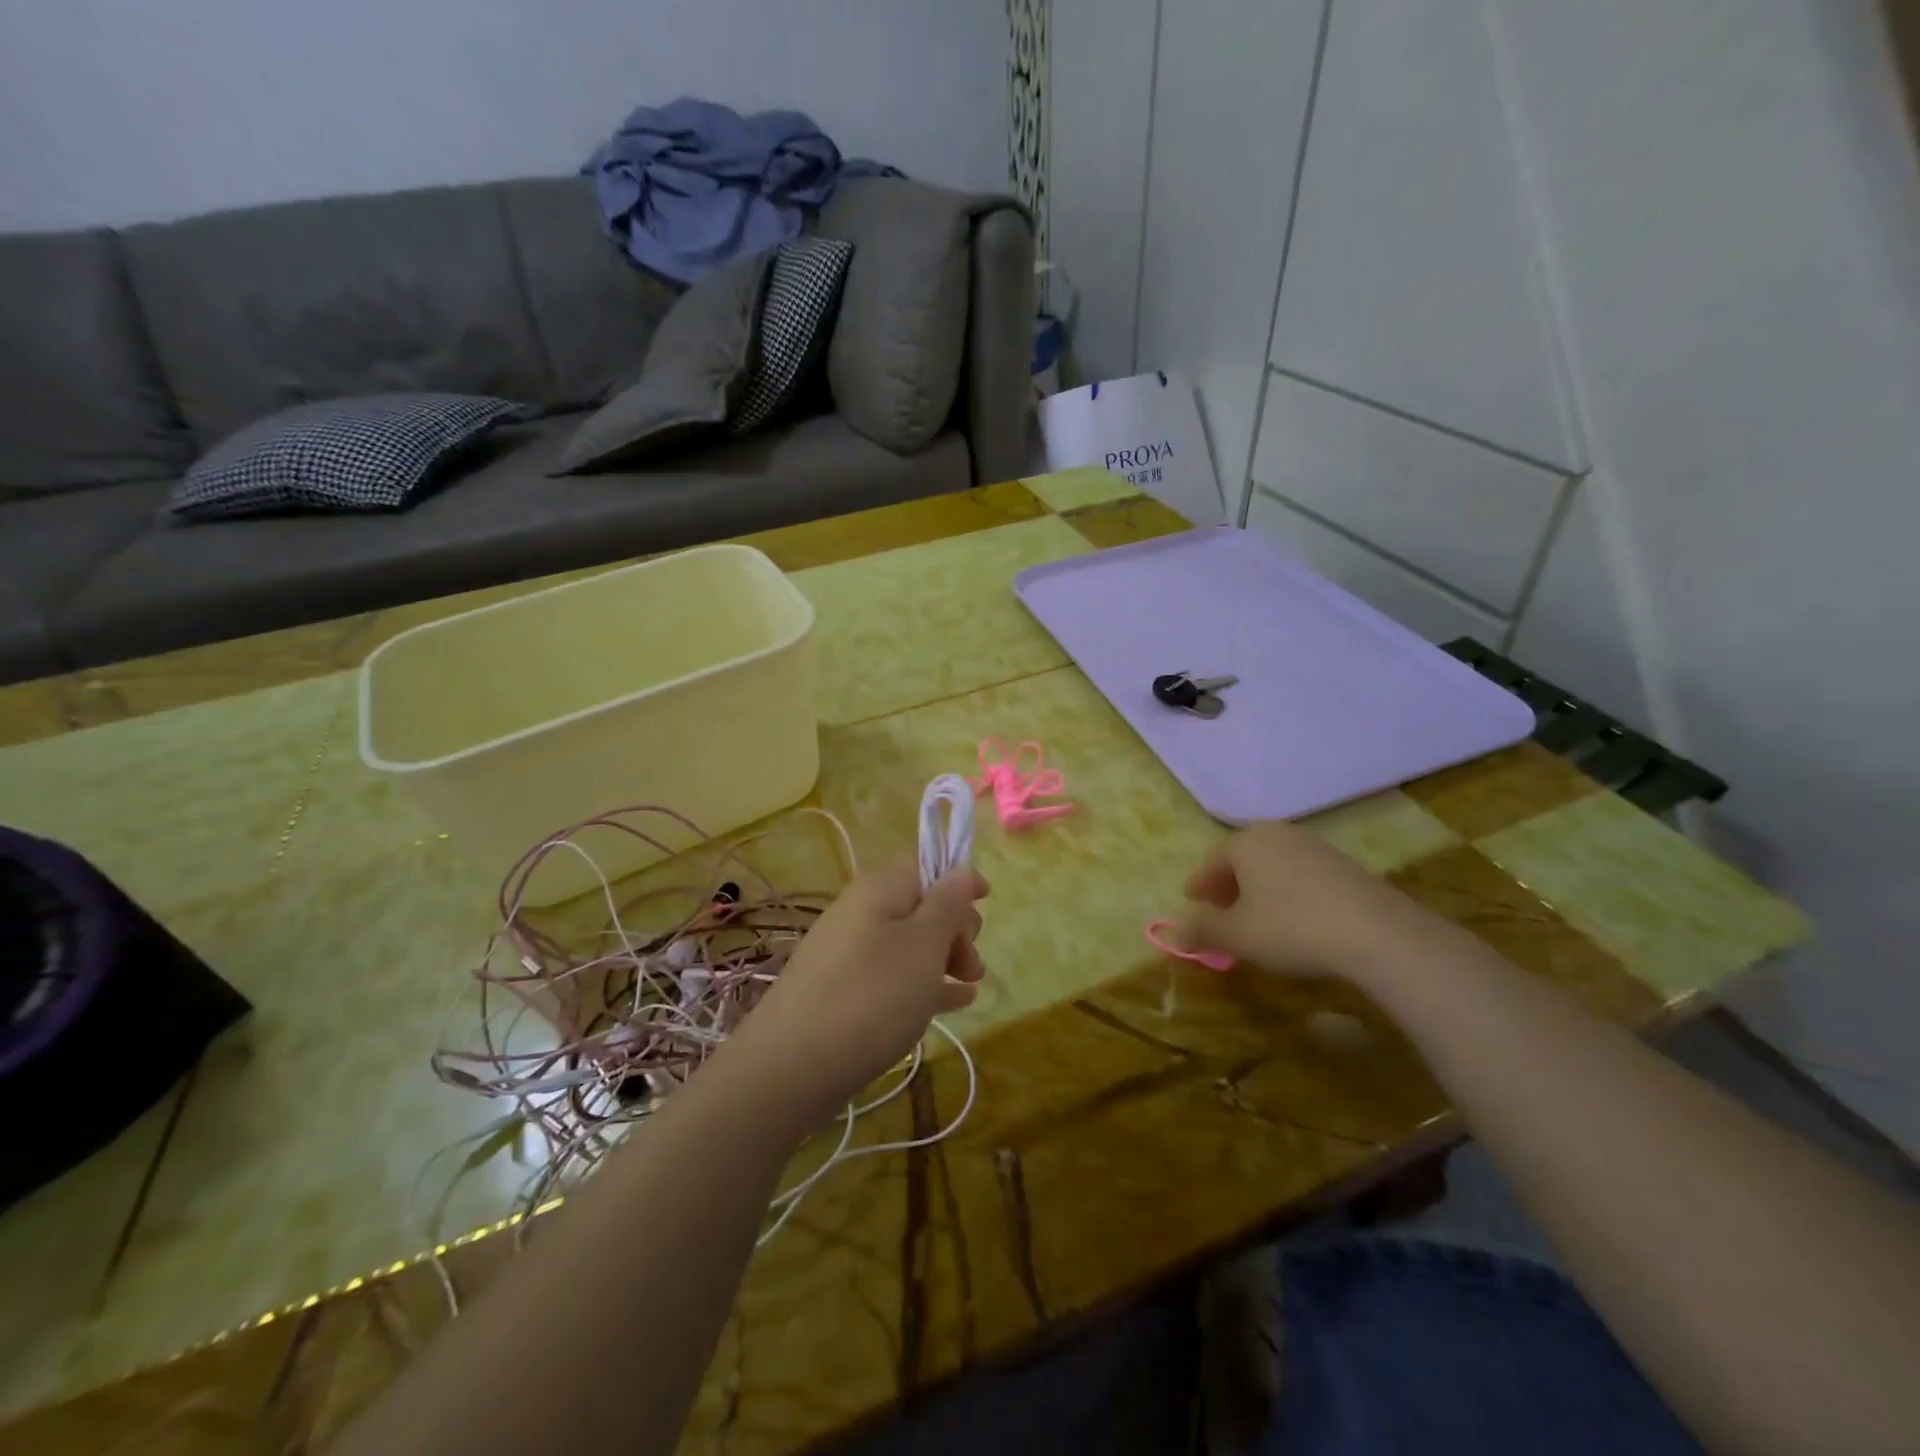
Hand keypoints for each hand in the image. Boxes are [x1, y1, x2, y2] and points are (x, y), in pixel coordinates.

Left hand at [719, 859, 988, 1127]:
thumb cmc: (871, 995)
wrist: (791, 1067)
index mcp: (879, 888)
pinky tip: (954, 1003)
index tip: (987, 902)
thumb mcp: (923, 945)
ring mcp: (848, 953)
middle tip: (972, 962)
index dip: (958, 877)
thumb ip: (948, 904)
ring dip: (944, 957)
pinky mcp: (843, 991)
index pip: (924, 862)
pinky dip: (923, 982)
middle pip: (919, 903)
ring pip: (908, 942)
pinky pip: (893, 974)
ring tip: (970, 986)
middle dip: (955, 926)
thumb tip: (962, 871)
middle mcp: (860, 912)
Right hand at [1178, 820, 1444, 983]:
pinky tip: (1294, 920)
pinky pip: (1301, 875)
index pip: (1211, 863)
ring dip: (1259, 890)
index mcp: (1245, 841)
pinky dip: (1288, 893)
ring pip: (1272, 866)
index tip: (1192, 905)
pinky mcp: (1345, 865)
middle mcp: (1277, 833)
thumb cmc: (1291, 928)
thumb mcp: (1236, 936)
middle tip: (1220, 912)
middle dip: (1228, 886)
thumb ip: (1201, 930)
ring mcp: (1314, 846)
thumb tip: (1174, 930)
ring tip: (1257, 920)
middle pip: (1242, 860)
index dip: (1199, 887)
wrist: (1378, 934)